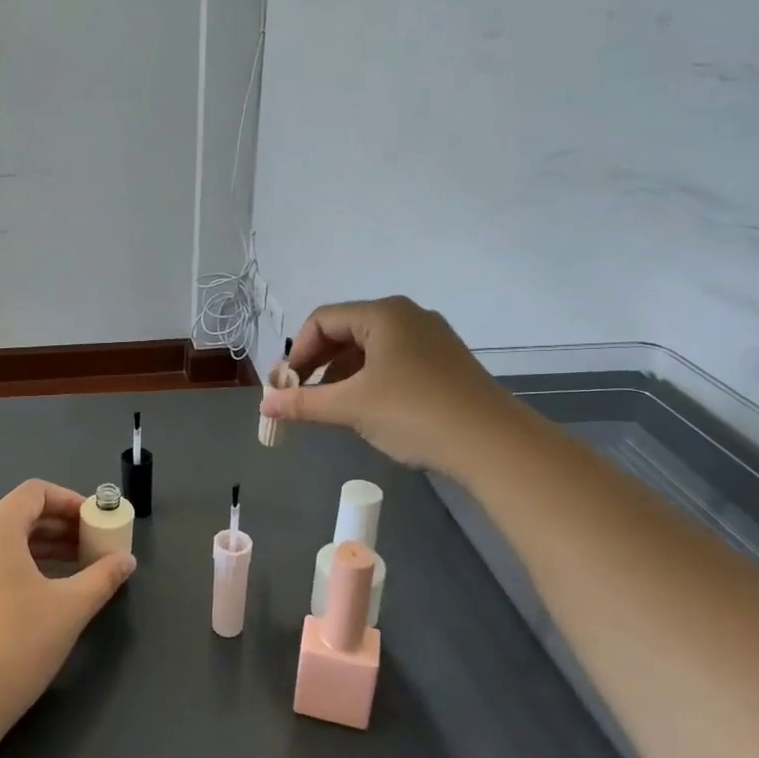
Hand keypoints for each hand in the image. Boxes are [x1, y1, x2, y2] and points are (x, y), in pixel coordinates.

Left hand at [0, 480, 136, 742]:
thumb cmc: (16, 644)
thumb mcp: (69, 608)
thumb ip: (102, 577)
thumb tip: (126, 561)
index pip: (35, 492)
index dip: (70, 501)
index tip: (96, 522)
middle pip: (20, 514)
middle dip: (60, 526)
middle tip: (92, 546)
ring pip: (4, 541)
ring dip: (42, 547)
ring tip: (76, 568)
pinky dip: (20, 565)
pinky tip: (43, 592)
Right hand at [258, 296, 524, 474]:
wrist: (493, 443)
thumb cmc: (414, 413)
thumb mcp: (351, 407)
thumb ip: (303, 403)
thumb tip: (265, 404)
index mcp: (383, 314)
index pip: (322, 320)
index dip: (297, 353)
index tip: (286, 387)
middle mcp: (407, 316)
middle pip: (345, 330)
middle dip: (318, 363)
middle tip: (302, 395)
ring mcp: (430, 338)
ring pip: (370, 347)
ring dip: (342, 373)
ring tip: (331, 405)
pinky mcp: (444, 362)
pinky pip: (393, 360)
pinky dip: (369, 379)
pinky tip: (367, 407)